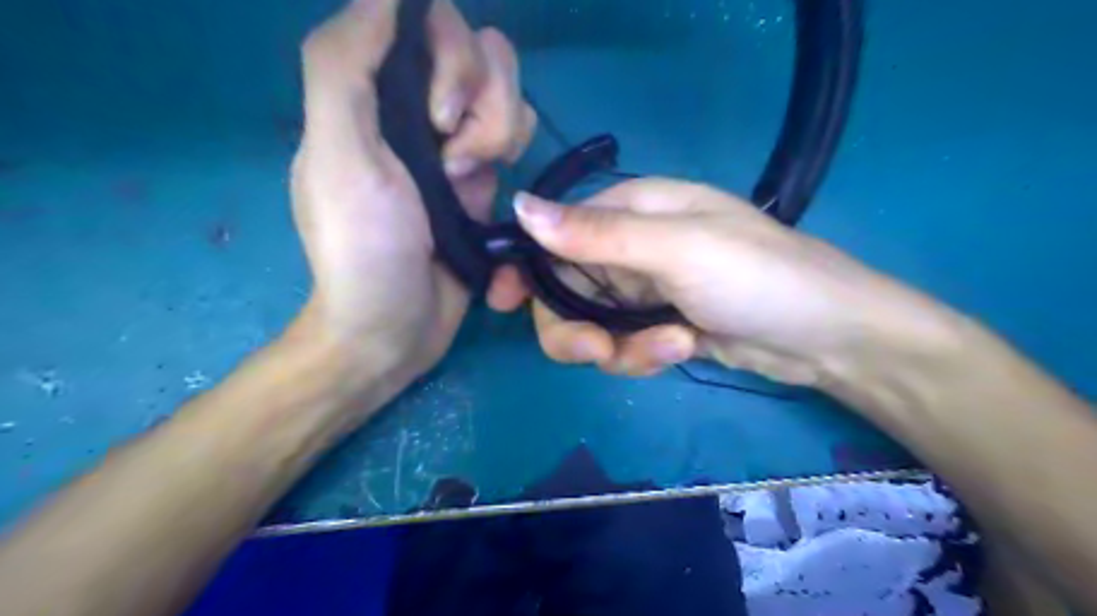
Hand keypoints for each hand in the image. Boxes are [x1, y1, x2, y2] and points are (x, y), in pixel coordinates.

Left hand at [288, 0, 534, 383]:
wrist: (395, 327)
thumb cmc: (363, 249)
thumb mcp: (338, 157)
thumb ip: (343, 66)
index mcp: (373, 93)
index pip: (426, 22)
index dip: (450, 54)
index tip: (440, 115)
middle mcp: (416, 108)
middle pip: (480, 50)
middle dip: (480, 102)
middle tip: (452, 160)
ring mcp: (456, 142)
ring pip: (506, 92)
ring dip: (498, 133)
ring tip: (466, 184)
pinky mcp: (485, 177)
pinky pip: (517, 133)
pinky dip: (511, 153)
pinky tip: (483, 195)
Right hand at [491, 179, 942, 386]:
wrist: (826, 337)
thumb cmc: (757, 277)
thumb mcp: (676, 249)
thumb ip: (597, 234)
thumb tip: (520, 206)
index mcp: (631, 210)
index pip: (555, 232)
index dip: (526, 266)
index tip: (504, 302)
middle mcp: (629, 247)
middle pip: (564, 287)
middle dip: (574, 326)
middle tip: (597, 350)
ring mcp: (643, 290)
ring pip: (590, 324)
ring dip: (617, 348)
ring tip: (667, 349)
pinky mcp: (657, 326)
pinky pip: (621, 346)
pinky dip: (642, 356)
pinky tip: (682, 351)